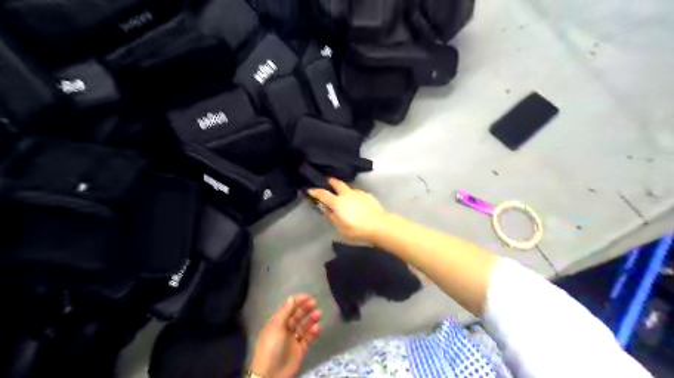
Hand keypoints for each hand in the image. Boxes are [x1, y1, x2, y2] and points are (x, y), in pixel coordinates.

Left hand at [250, 296, 320, 377]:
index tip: (307, 296)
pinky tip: (317, 328)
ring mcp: (292, 340)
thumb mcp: (276, 327)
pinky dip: (312, 332)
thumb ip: (285, 312)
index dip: (297, 302)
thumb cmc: (271, 347)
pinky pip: (307, 338)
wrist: (271, 374)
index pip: (287, 308)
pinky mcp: (299, 350)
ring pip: (303, 326)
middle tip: (315, 303)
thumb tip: (291, 297)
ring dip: (311, 319)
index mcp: (276, 323)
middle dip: (305, 309)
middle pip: (296, 316)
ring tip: (319, 314)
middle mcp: (284, 330)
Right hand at [307, 177, 387, 241]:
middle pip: (337, 183)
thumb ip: (331, 216)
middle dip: (331, 181)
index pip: (323, 194)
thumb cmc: (357, 230)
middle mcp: (347, 194)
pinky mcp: (368, 195)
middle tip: (327, 180)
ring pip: (348, 188)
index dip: (315, 191)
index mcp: (337, 202)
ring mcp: (358, 193)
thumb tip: (324, 207)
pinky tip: (356, 201)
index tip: (310, 189)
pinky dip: (353, 195)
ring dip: (344, 189)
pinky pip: (357, 192)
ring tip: (343, 193)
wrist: (379, 225)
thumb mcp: (340, 227)